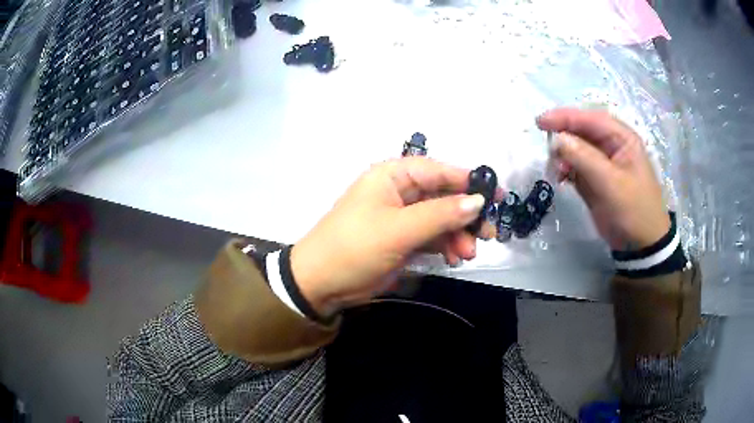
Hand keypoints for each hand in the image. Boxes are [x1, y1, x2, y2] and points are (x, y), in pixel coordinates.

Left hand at [291, 157, 499, 316]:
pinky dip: (446, 247)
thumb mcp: (399, 229)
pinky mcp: (403, 240)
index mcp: (393, 176)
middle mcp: (400, 192)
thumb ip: (441, 214)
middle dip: (466, 216)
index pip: (439, 171)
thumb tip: (478, 201)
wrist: (321, 283)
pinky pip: (432, 237)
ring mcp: (402, 217)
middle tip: (489, 234)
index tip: (498, 195)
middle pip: (444, 197)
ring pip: (441, 219)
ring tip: (468, 254)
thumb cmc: (355, 247)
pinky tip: (455, 259)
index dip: (469, 181)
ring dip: (458, 235)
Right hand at [537, 108, 669, 250]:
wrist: (640, 244)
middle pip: (581, 131)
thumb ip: (584, 158)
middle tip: (546, 148)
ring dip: (562, 155)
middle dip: (563, 137)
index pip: (591, 119)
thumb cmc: (633, 209)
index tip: (541, 122)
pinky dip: (564, 169)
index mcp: (622, 138)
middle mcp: (611, 145)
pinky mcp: (594, 179)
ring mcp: (602, 162)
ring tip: (556, 171)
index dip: (566, 117)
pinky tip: (559, 178)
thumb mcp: (611, 183)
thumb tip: (556, 139)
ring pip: (576, 148)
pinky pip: (575, 166)